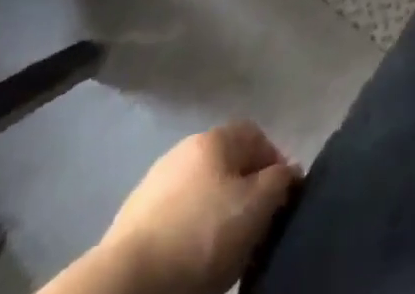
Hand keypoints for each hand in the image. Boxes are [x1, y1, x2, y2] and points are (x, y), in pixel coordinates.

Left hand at [99, 123, 299, 293]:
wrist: (126, 285)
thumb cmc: (201, 235)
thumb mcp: (257, 206)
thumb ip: (280, 181)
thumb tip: (288, 173)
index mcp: (214, 137)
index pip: (257, 136)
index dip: (275, 164)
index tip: (281, 200)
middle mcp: (183, 150)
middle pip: (226, 166)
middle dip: (243, 193)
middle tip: (253, 228)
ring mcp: (152, 186)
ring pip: (198, 195)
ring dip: (213, 216)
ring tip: (221, 251)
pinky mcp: (129, 224)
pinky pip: (173, 221)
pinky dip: (186, 236)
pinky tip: (189, 262)